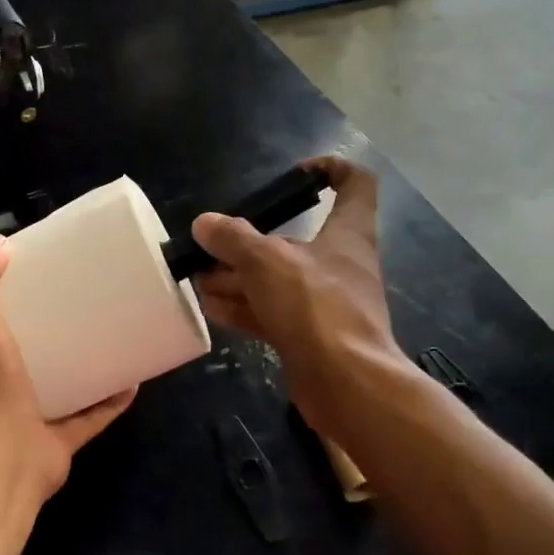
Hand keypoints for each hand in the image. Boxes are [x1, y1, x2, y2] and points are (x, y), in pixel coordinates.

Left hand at [0, 236, 136, 502]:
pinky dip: (109, 402)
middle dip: (50, 331)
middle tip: (82, 303)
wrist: (2, 459)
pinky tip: (133, 380)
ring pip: (58, 386)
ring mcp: (28, 418)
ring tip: (110, 336)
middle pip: (26, 354)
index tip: (39, 277)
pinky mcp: (57, 442)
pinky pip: (89, 417)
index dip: (7, 300)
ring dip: (82, 365)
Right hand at [191, 156, 397, 439]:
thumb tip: (204, 224)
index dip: (330, 169)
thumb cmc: (316, 307)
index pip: (355, 183)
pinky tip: (210, 307)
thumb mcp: (267, 262)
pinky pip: (271, 313)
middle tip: (210, 245)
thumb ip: (233, 239)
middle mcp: (338, 263)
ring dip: (238, 277)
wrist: (347, 384)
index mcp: (347, 233)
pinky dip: (243, 307)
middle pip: (296, 238)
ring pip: (277, 280)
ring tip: (198, 277)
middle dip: (250, 241)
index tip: (294, 175)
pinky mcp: (310, 336)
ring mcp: (324, 303)